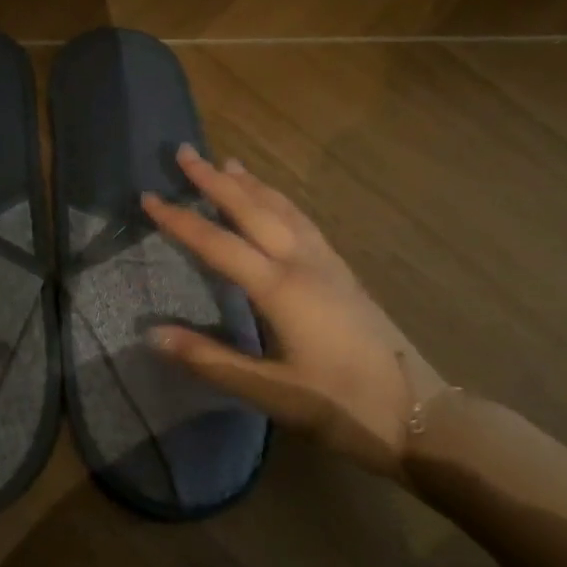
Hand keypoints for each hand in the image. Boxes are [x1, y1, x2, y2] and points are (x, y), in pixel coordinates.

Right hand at [142, 147, 440, 479]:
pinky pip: (302, 221)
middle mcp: (303, 264)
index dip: (180, 220)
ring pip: (283, 209)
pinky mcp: (342, 273)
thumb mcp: (270, 391)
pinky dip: (279, 200)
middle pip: (254, 209)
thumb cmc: (341, 405)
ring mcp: (328, 264)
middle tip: (185, 153)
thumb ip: (210, 359)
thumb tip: (152, 333)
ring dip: (251, 184)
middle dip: (215, 180)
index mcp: (281, 289)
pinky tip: (276, 202)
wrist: (418, 414)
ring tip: (227, 163)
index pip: (218, 243)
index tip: (149, 196)